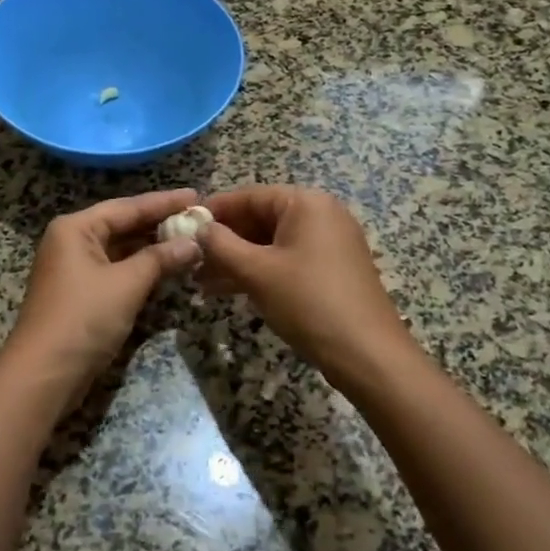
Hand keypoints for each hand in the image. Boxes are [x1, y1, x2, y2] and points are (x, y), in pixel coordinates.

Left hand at [0, 189, 203, 397]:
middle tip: (198, 218)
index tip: (196, 196)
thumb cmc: (84, 318)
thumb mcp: (127, 284)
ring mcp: (74, 269)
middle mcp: (72, 241)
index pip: (127, 206)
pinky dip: (141, 268)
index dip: (164, 202)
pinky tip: (167, 267)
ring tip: (190, 240)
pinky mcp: (80, 294)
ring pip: (120, 249)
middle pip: (122, 225)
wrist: (44, 373)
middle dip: (159, 223)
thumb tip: (194, 243)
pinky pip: (116, 269)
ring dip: (153, 247)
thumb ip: (161, 259)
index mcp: (76, 228)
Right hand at [198, 186, 413, 389]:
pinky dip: (259, 271)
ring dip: (237, 260)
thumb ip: (221, 245)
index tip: (182, 226)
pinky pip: (286, 260)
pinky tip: (228, 290)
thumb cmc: (308, 302)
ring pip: (271, 243)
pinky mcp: (331, 270)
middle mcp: (320, 215)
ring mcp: (329, 243)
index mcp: (306, 203)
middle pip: (260, 218)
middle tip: (189, 259)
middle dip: (224, 240)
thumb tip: (198, 227)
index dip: (214, 211)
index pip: (249, 196)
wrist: (368, 354)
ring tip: (200, 280)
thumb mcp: (257, 272)